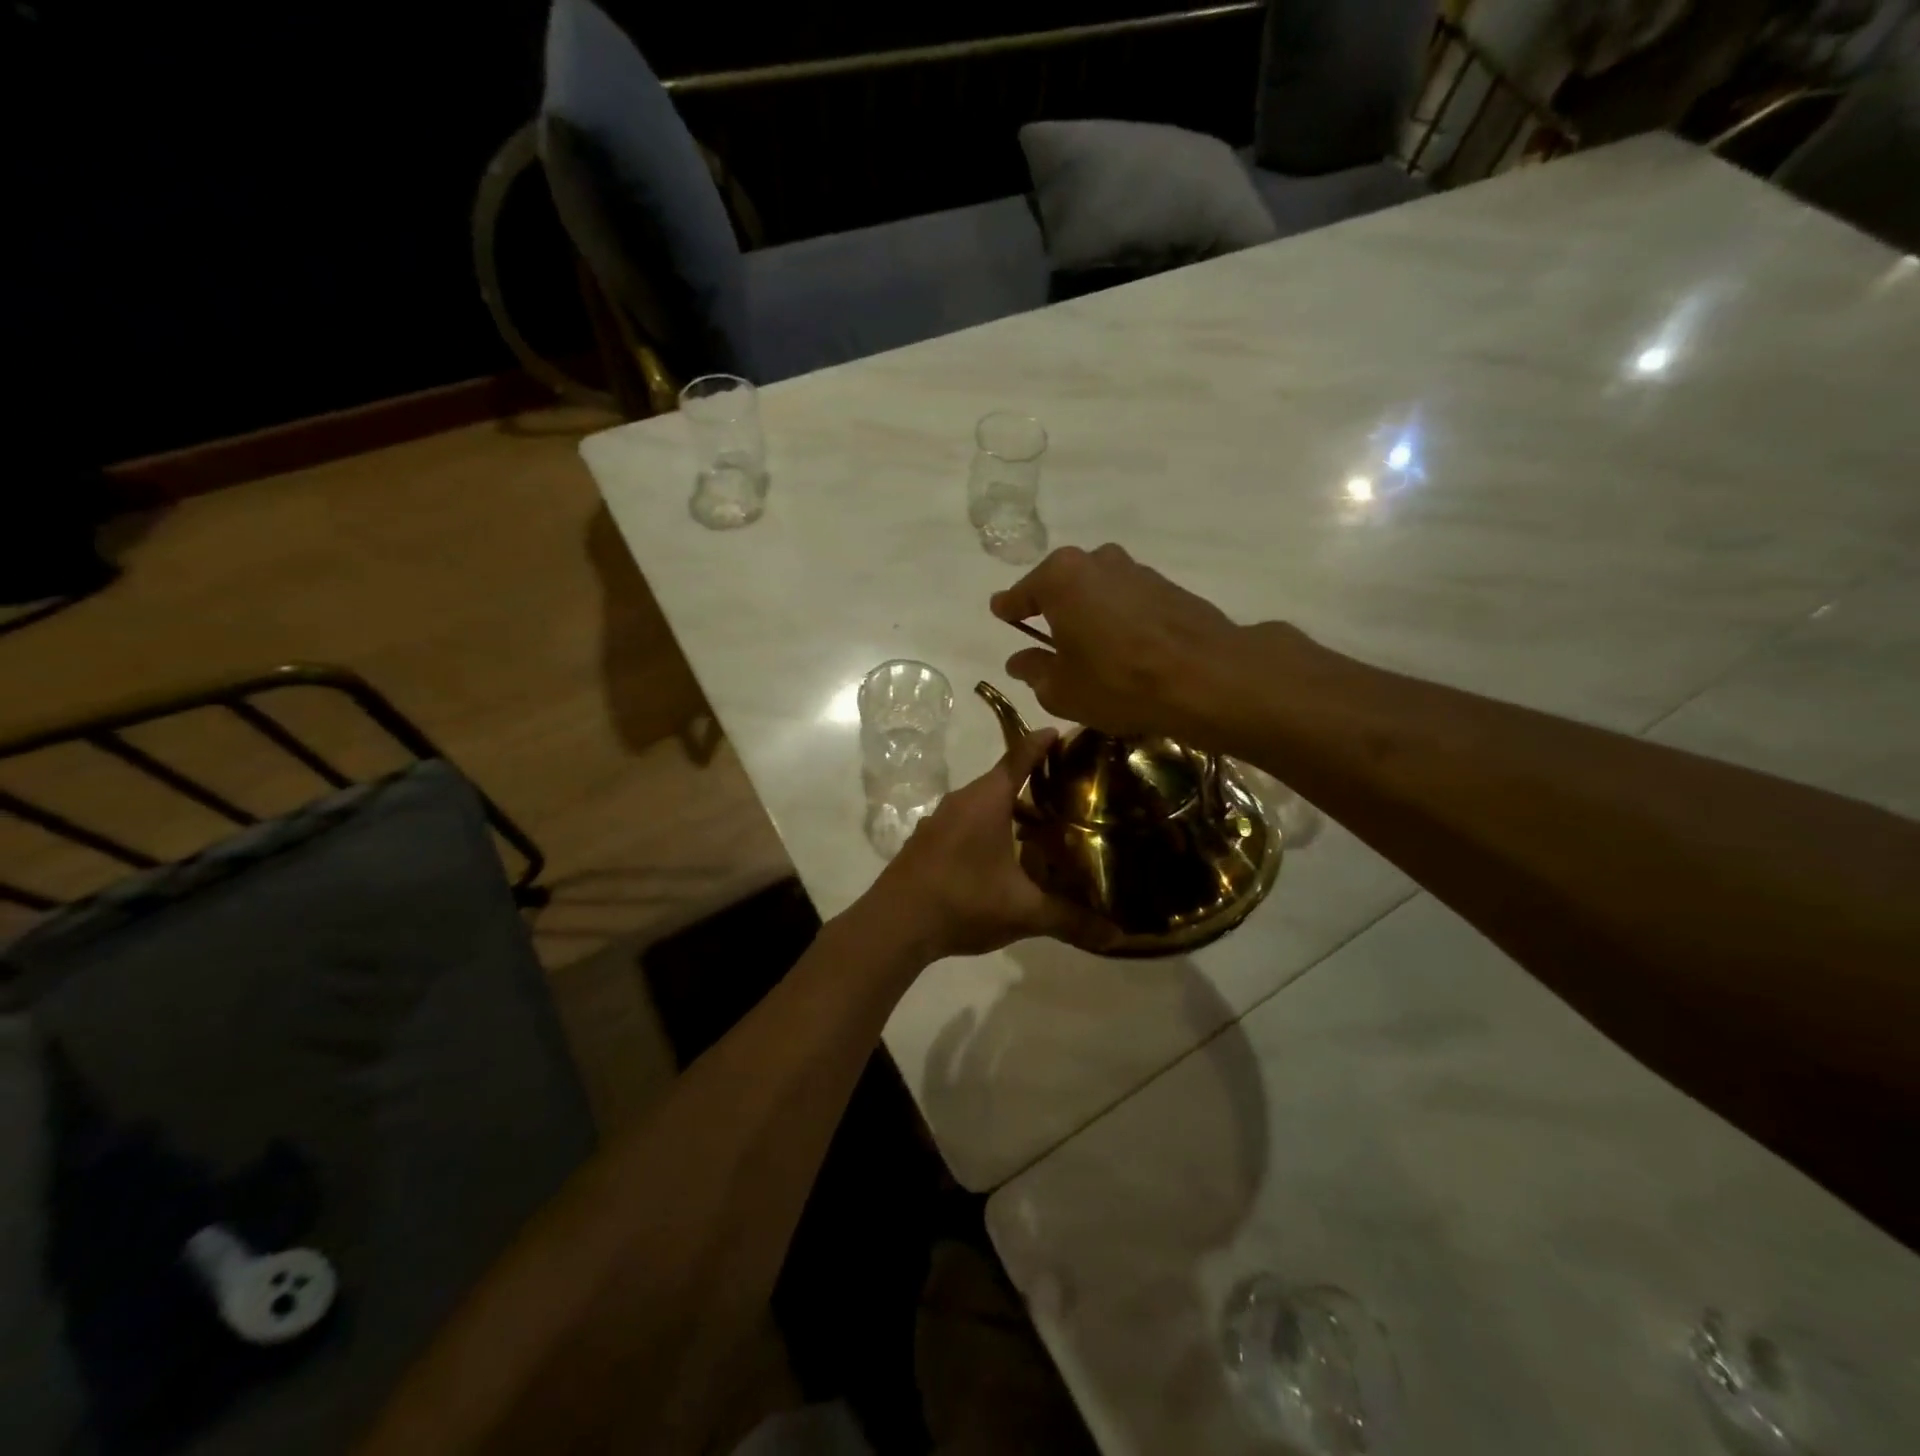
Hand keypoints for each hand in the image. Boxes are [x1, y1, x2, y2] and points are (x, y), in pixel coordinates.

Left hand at [877, 728, 1114, 959]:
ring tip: (1041, 830)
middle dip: (1034, 784)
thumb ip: (1070, 919)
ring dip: (1010, 811)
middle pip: (1002, 781)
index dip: (1043, 743)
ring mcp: (939, 820)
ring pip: (983, 805)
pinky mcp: (926, 841)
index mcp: (987, 800)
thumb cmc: (963, 902)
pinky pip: (965, 823)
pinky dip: (987, 828)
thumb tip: (1117, 935)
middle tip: (1069, 795)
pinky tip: (1001, 857)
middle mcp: (962, 800)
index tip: (1063, 734)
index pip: (1020, 757)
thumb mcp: (1023, 912)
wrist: (894, 924)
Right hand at [990, 543, 1265, 740]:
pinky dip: (1120, 618)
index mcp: (1060, 578)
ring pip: (1098, 590)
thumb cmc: (1118, 682)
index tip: (1001, 613)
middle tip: (1048, 638)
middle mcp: (1097, 561)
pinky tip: (1126, 647)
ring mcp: (1137, 570)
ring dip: (1090, 612)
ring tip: (1091, 647)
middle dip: (1053, 608)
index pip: (1021, 593)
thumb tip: (1020, 660)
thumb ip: (1034, 670)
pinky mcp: (1169, 586)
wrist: (1206, 677)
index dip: (1009, 608)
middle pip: (1062, 585)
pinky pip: (1129, 600)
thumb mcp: (1061, 689)